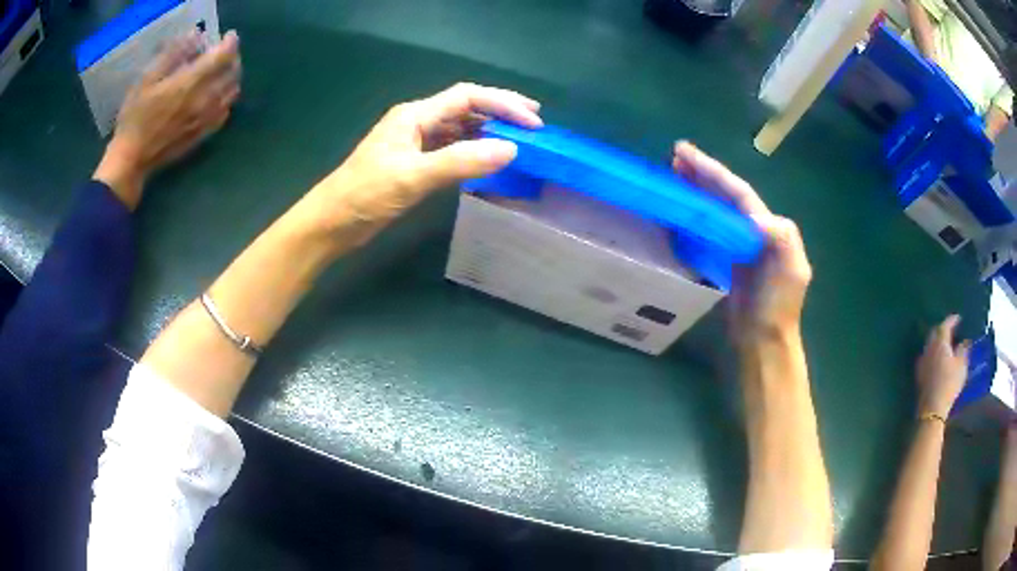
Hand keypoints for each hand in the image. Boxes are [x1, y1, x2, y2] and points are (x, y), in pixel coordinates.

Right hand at [94, 31, 241, 208]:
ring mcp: (205, 120)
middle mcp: (204, 100)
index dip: (230, 43)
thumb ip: (173, 54)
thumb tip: (196, 35)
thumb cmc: (134, 117)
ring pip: (232, 93)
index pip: (223, 56)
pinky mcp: (202, 135)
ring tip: (224, 71)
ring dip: (232, 77)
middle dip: (234, 58)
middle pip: (232, 73)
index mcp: (190, 83)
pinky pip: (224, 113)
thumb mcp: (147, 79)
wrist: (132, 159)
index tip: (229, 36)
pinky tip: (218, 96)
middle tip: (225, 52)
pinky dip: (226, 98)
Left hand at [299, 82, 541, 243]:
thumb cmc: (365, 196)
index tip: (533, 122)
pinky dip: (473, 151)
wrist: (331, 224)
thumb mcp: (413, 177)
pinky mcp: (413, 163)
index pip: (467, 97)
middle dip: (501, 112)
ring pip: (459, 128)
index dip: (503, 104)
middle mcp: (417, 122)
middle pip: (466, 107)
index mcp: (415, 115)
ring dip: (488, 131)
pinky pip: (451, 149)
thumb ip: (461, 161)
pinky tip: (488, 160)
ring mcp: (414, 143)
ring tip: (518, 141)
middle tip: (534, 124)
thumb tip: (511, 149)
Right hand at [672, 141, 811, 345]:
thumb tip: (755, 218)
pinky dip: (696, 214)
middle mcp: (754, 229)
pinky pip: (710, 228)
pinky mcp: (727, 259)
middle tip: (675, 157)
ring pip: (717, 208)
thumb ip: (782, 239)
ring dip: (698, 188)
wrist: (765, 340)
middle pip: (726, 194)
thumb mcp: (792, 272)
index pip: (739, 193)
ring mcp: (740, 244)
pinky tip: (683, 209)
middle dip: (703, 173)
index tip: (687, 155)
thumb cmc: (779, 307)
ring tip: (675, 173)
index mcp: (769, 227)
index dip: (714, 172)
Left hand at [916, 315, 969, 417]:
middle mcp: (929, 347)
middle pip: (935, 332)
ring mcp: (922, 360)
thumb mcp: (961, 365)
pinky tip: (937, 358)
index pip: (945, 325)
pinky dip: (933, 352)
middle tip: (951, 329)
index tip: (958, 318)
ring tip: (946, 343)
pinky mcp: (919, 373)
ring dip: (937, 340)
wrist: (932, 408)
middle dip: (943, 328)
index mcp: (940, 341)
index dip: (952, 320)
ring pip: (929, 343)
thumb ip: (963, 350)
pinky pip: (927, 355)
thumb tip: (965, 341)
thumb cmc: (949, 383)